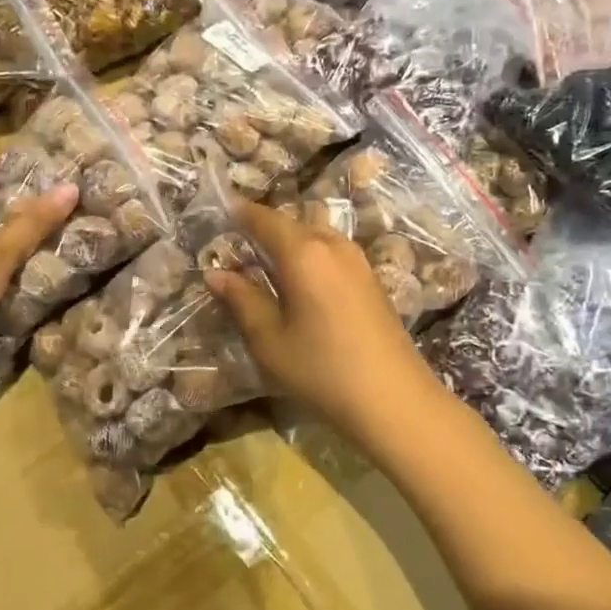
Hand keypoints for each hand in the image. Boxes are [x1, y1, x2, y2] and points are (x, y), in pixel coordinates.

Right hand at [205, 201, 438, 439]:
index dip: (241, 213)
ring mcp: (358, 261)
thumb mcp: (270, 340)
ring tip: (266, 264)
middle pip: (292, 224)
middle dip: (264, 228)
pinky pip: (332, 253)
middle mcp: (333, 245)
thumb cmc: (322, 370)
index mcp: (303, 253)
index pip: (265, 219)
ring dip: (289, 243)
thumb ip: (242, 300)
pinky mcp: (372, 279)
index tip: (222, 210)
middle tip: (238, 245)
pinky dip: (310, 257)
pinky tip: (301, 283)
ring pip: (315, 237)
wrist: (394, 400)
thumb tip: (216, 273)